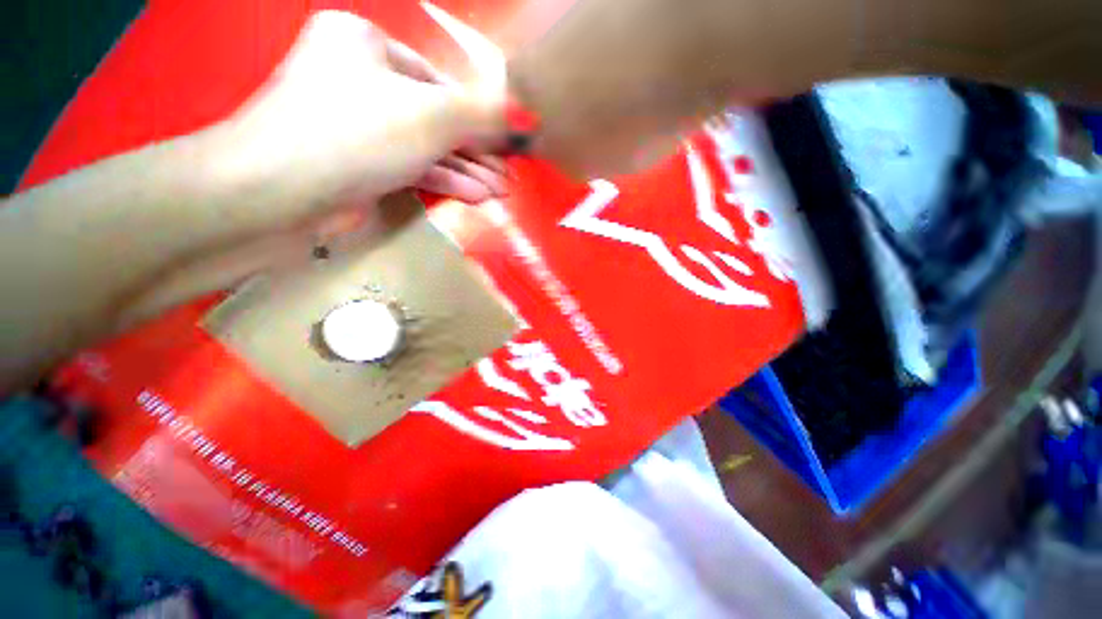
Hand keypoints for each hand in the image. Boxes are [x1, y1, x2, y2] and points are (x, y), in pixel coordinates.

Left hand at [211, 10, 507, 238]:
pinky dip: (442, 180)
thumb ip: (481, 113)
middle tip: (508, 176)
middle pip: (435, 118)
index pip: (439, 81)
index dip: (479, 116)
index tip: (508, 144)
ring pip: (425, 147)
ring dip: (466, 171)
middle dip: (477, 152)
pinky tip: (474, 195)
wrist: (279, 192)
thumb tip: (524, 112)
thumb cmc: (356, 133)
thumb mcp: (431, 115)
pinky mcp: (359, 163)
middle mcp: (359, 79)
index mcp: (365, 44)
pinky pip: (409, 165)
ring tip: (499, 192)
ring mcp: (358, 126)